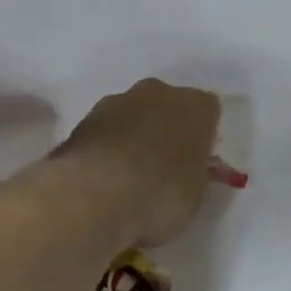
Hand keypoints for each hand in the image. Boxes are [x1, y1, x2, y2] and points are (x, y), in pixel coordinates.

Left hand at [50, 78, 220, 246]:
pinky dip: (106, 147)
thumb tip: (187, 169)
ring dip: (133, 135)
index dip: (202, 135)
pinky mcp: (82, 119)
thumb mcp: (197, 192)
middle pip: (168, 105)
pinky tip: (103, 176)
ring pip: (133, 114)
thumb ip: (195, 171)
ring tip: (126, 175)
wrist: (94, 199)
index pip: (208, 111)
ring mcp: (117, 101)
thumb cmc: (161, 195)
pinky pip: (105, 130)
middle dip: (166, 128)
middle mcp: (159, 92)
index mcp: (196, 106)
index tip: (195, 159)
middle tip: (162, 164)